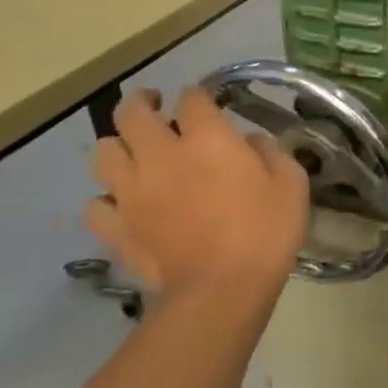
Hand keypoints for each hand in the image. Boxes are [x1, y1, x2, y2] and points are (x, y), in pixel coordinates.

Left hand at [86, 88, 309, 325]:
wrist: (222, 290)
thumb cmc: (265, 232)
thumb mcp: (291, 183)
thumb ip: (270, 152)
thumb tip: (250, 141)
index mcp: (206, 138)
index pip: (192, 97)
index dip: (199, 97)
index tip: (208, 105)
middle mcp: (159, 154)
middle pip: (131, 112)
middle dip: (143, 103)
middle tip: (156, 108)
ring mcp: (130, 191)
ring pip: (103, 151)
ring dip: (119, 146)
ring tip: (136, 155)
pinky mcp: (115, 227)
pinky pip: (96, 203)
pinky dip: (108, 198)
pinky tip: (125, 204)